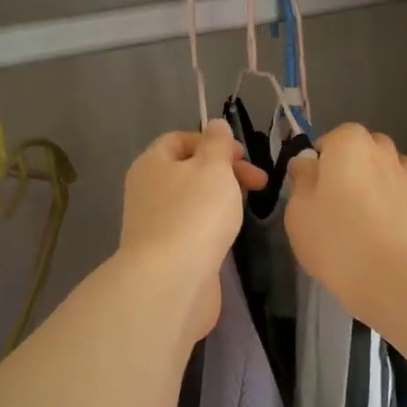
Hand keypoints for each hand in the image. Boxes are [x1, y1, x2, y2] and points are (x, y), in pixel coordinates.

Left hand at [119, 122, 268, 340]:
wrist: (171, 281)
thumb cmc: (194, 214)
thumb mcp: (213, 168)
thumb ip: (218, 144)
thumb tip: (215, 125)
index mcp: (152, 163)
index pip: (180, 139)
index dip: (213, 142)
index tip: (243, 157)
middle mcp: (148, 190)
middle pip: (188, 170)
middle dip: (224, 171)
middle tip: (258, 184)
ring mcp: (155, 224)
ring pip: (192, 201)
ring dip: (220, 200)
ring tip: (245, 209)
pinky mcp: (167, 253)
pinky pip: (192, 228)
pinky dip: (212, 226)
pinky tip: (228, 236)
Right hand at [286, 124, 406, 325]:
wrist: (385, 272)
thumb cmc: (332, 234)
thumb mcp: (298, 207)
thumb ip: (302, 178)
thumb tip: (307, 163)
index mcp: (347, 141)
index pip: (329, 139)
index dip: (318, 161)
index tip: (309, 187)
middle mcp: (380, 149)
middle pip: (361, 146)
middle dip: (347, 163)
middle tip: (329, 197)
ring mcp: (402, 174)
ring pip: (386, 161)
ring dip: (373, 173)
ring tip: (357, 204)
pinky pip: (404, 183)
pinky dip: (394, 189)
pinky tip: (381, 210)